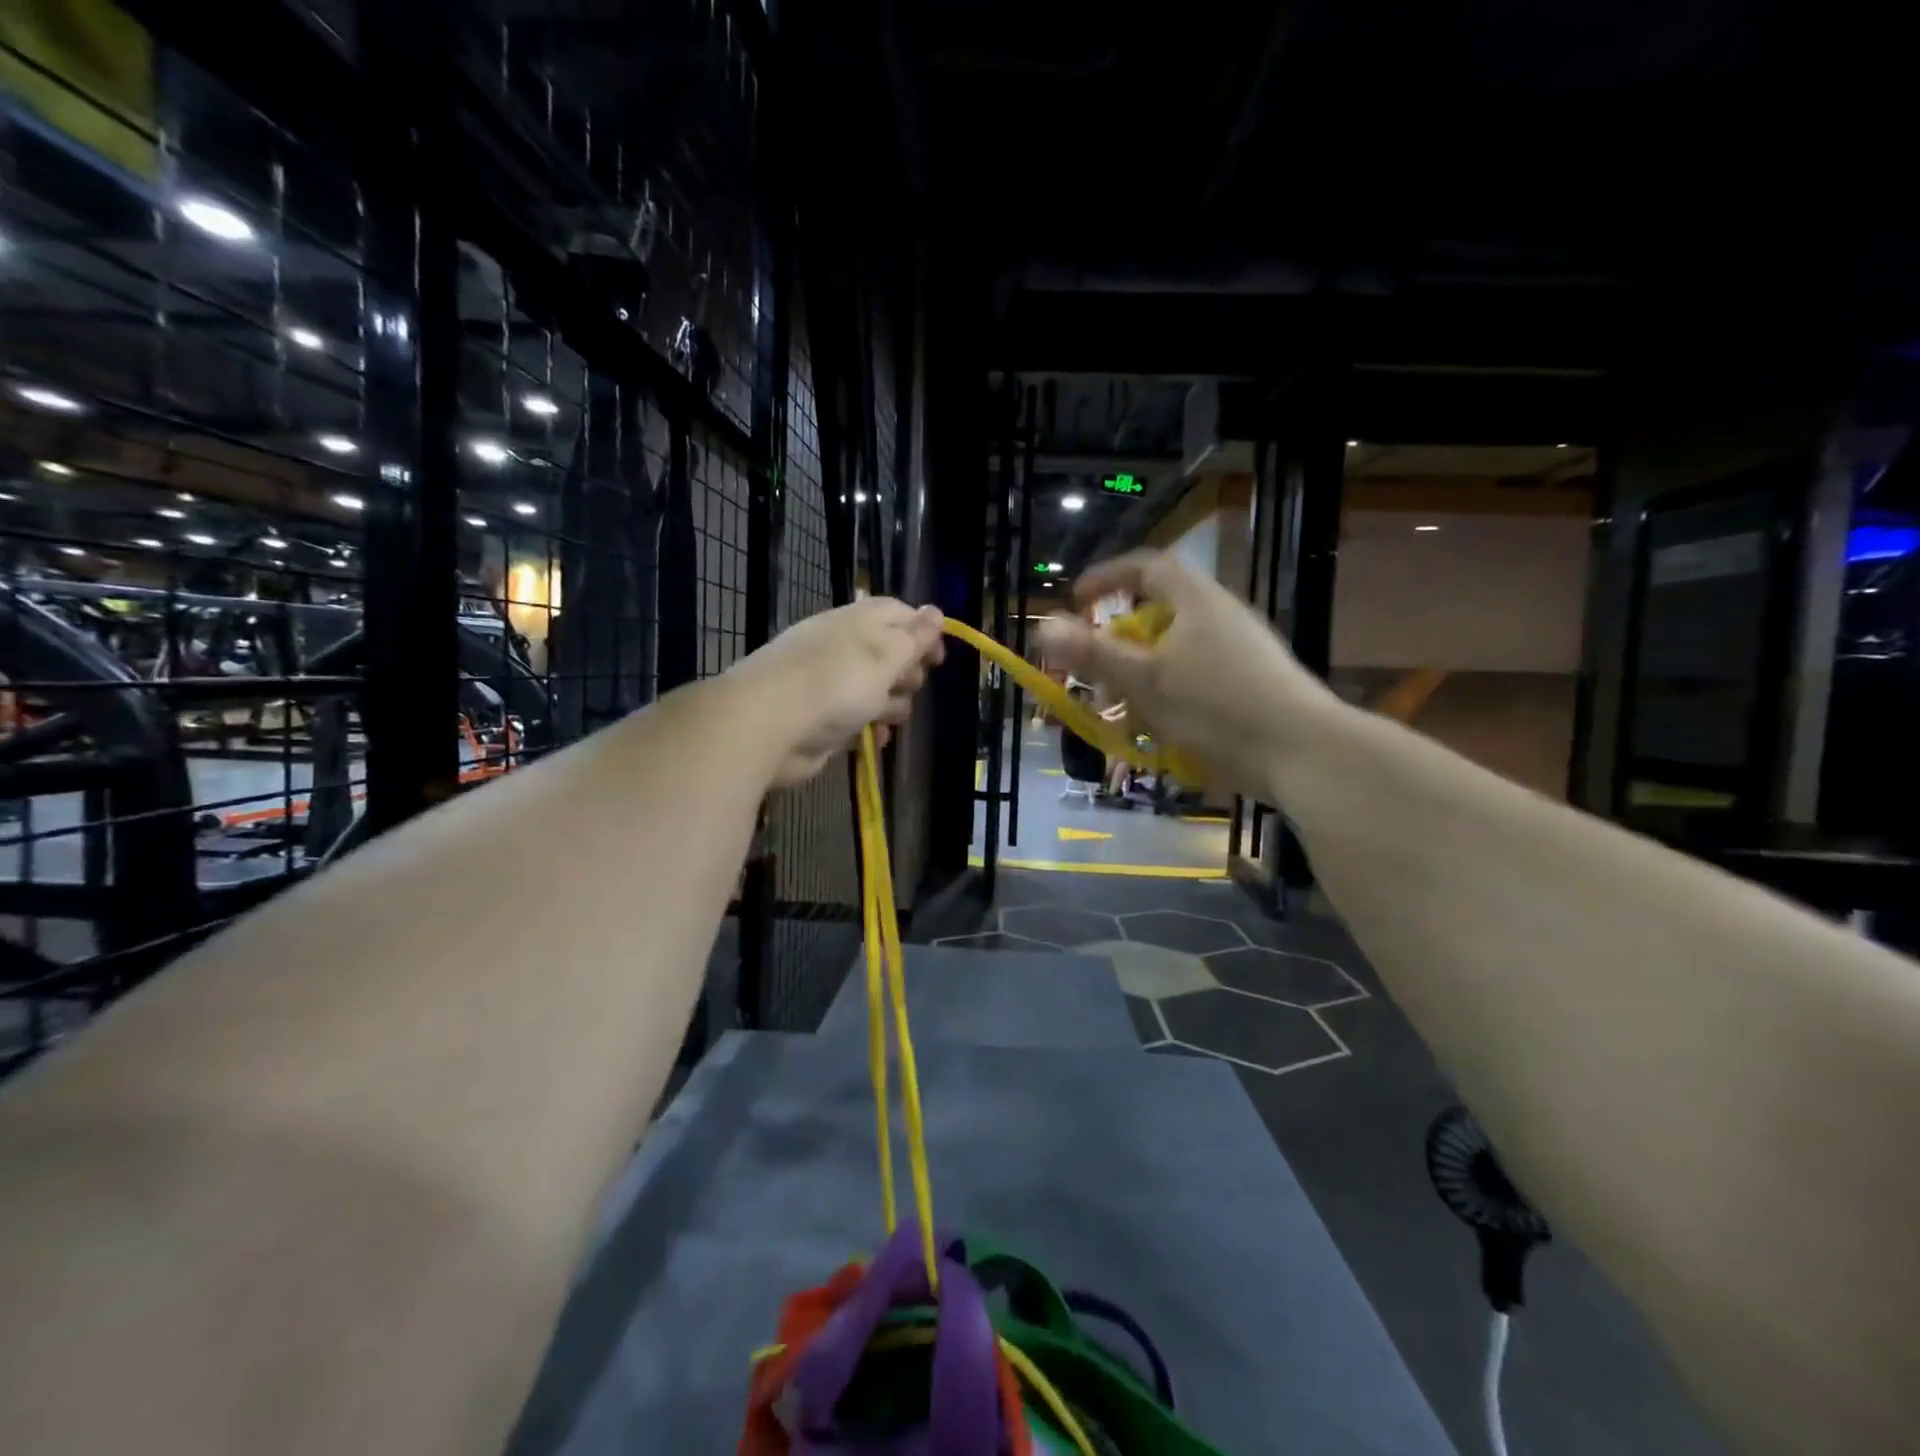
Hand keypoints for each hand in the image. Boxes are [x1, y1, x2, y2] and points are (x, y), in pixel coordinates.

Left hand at [728, 598, 945, 787]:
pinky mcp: (821, 719)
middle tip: (909, 686)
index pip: (896, 614)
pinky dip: (868, 729)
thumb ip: (913, 637)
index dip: (923, 631)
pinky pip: (856, 720)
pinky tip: (875, 740)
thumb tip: (936, 612)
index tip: (939, 658)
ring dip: (891, 705)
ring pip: (874, 690)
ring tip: (890, 718)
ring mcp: (829, 685)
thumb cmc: (834, 684)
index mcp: (856, 623)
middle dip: (907, 673)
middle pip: (888, 655)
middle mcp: (842, 649)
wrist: (768, 725)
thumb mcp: (883, 656)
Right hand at [1036, 552, 1341, 798]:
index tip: (1078, 601)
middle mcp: (1223, 617)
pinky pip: (1198, 678)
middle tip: (1094, 669)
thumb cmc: (1218, 708)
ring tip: (1122, 710)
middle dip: (1119, 640)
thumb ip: (1094, 654)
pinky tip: (1162, 731)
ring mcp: (1244, 652)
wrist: (1305, 754)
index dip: (1108, 577)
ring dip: (1142, 674)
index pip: (1148, 567)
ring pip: (1177, 651)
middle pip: (1161, 612)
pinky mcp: (1255, 686)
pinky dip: (1169, 694)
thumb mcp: (1145, 682)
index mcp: (1198, 602)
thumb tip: (1044, 626)